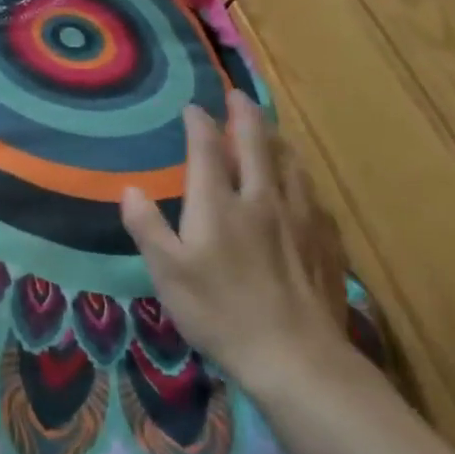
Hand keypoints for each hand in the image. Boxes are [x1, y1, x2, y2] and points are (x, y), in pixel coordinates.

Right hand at [120, 94, 351, 396]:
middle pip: (256, 146)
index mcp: (219, 205)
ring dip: (276, 139)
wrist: (295, 356)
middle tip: (238, 96)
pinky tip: (301, 184)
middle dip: (245, 117)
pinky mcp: (324, 242)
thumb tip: (130, 189)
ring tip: (270, 129)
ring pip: (290, 165)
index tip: (193, 108)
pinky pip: (312, 195)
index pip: (208, 151)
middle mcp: (261, 200)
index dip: (199, 125)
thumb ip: (147, 227)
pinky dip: (300, 176)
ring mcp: (299, 220)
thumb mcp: (167, 273)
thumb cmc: (220, 313)